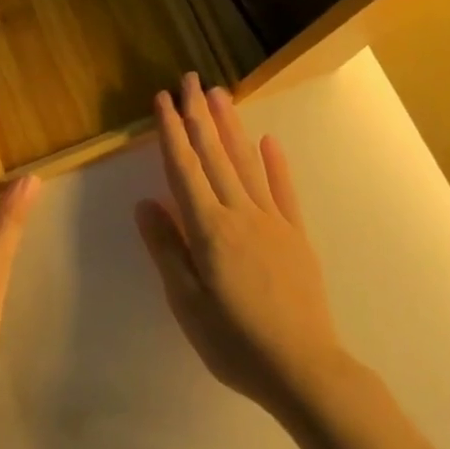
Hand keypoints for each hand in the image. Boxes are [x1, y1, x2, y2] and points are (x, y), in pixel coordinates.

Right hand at [135, 73, 344, 416]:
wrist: (304, 368)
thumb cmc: (235, 341)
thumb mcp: (187, 303)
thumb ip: (167, 249)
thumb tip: (145, 203)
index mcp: (209, 229)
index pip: (184, 168)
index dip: (171, 131)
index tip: (163, 99)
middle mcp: (240, 214)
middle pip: (215, 155)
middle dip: (199, 115)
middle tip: (191, 79)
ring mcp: (272, 221)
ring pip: (247, 163)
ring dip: (231, 126)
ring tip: (220, 95)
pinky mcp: (296, 236)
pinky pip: (283, 191)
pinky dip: (275, 163)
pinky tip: (268, 141)